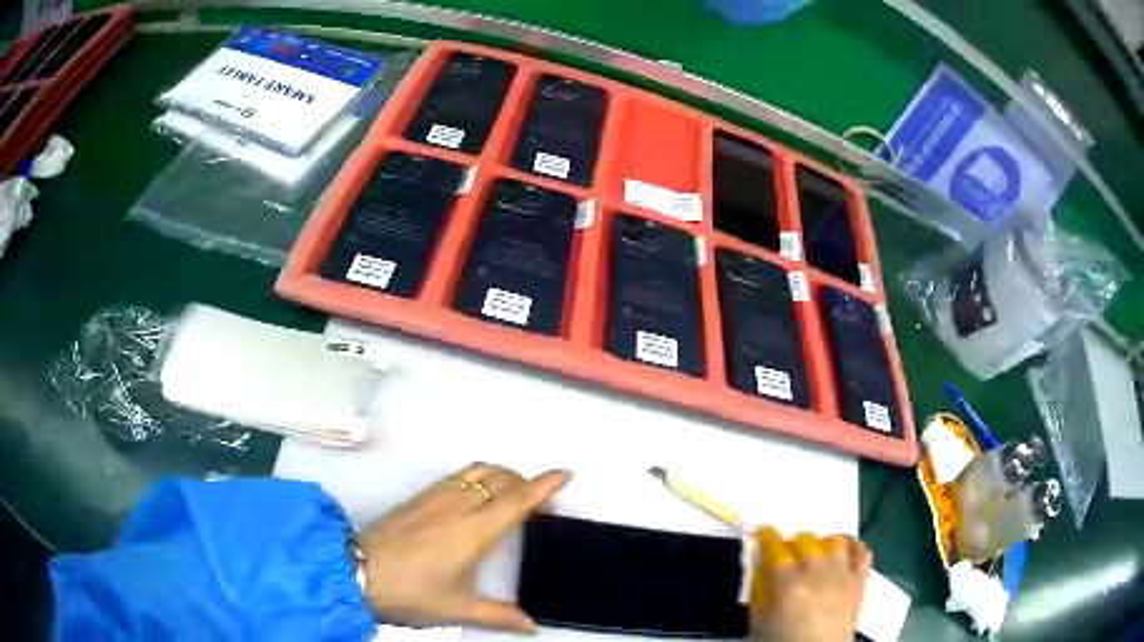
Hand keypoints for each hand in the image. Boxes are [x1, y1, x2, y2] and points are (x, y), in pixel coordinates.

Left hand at [357, 463, 571, 632]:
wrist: (356, 570)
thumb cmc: (412, 590)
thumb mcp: (457, 608)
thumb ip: (498, 614)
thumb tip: (532, 627)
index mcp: (474, 531)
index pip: (517, 499)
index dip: (544, 484)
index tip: (566, 473)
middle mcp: (457, 504)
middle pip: (500, 477)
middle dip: (526, 480)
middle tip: (540, 500)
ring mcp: (435, 496)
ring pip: (477, 470)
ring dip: (501, 474)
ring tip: (511, 493)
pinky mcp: (419, 496)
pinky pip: (458, 475)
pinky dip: (478, 476)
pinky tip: (475, 496)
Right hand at [748, 528, 871, 641]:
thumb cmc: (782, 639)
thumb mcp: (758, 620)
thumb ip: (758, 590)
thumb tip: (760, 567)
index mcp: (787, 581)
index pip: (775, 546)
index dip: (767, 536)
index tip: (764, 533)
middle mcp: (816, 570)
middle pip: (805, 539)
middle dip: (793, 543)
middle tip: (787, 554)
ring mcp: (842, 573)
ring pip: (834, 541)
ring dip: (822, 544)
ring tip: (816, 554)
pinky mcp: (859, 580)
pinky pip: (861, 552)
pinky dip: (853, 548)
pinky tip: (844, 552)